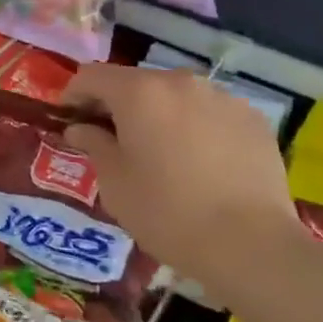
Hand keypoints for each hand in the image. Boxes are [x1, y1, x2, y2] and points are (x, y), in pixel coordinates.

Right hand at [61, 63, 300, 303]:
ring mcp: (222, 97)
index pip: (92, 76)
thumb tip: (81, 128)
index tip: (69, 121)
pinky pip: (211, 113)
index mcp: (139, 92)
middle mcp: (180, 82)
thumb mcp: (115, 184)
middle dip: (118, 105)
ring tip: (162, 153)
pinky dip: (196, 127)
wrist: (253, 245)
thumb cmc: (168, 213)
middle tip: (113, 141)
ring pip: (176, 96)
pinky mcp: (253, 119)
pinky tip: (201, 164)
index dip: (74, 95)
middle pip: (136, 83)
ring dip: (159, 115)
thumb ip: (94, 144)